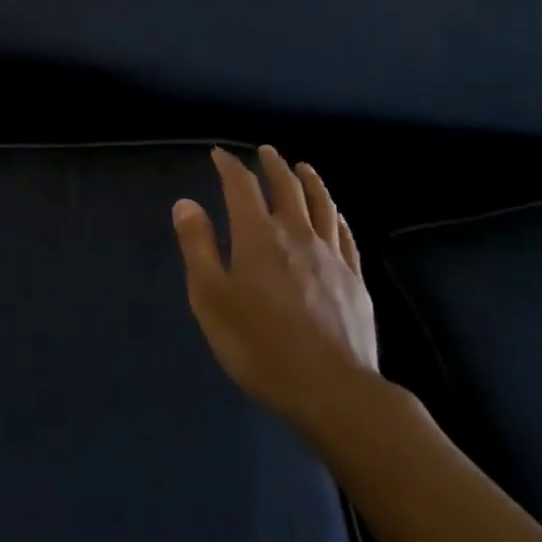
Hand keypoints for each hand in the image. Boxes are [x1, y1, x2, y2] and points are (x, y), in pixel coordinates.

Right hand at [173, 145, 377, 428]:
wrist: (332, 389)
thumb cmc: (258, 343)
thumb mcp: (210, 296)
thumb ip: (198, 245)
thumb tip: (186, 203)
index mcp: (257, 235)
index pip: (242, 187)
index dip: (229, 166)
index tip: (219, 154)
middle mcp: (296, 235)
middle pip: (287, 188)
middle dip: (273, 166)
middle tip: (265, 151)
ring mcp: (331, 256)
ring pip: (322, 205)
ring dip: (310, 182)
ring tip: (304, 168)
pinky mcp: (355, 281)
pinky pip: (345, 235)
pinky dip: (336, 216)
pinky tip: (335, 215)